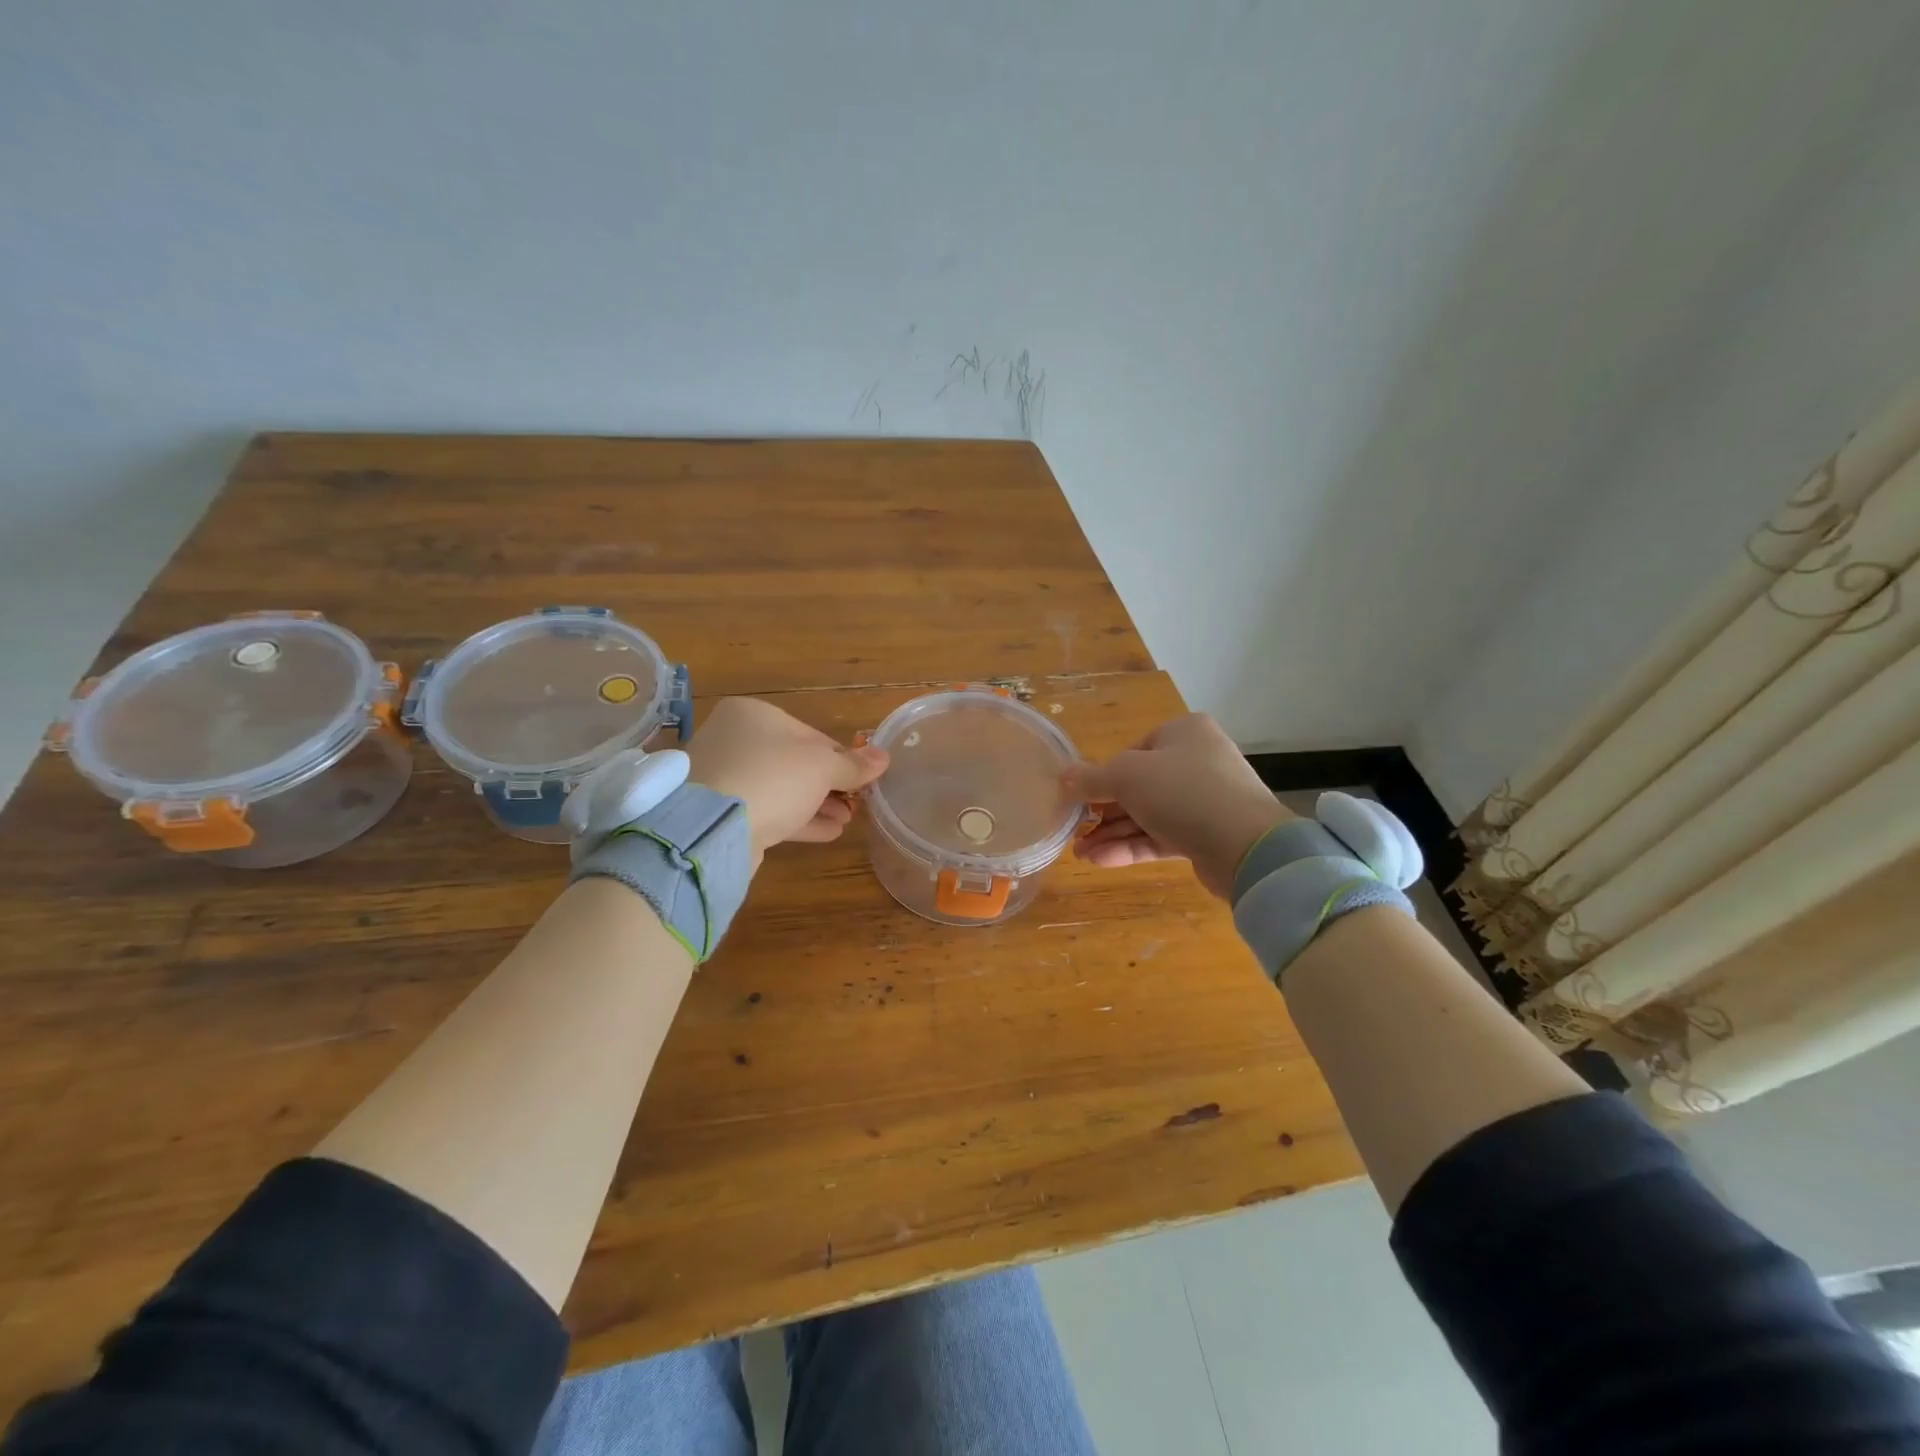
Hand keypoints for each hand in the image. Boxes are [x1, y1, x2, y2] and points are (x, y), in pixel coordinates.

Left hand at [686, 698, 889, 865]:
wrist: (712, 828)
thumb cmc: (773, 778)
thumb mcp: (822, 767)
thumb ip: (853, 764)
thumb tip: (883, 757)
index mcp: (754, 715)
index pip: (811, 734)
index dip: (842, 757)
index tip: (863, 778)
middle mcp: (734, 740)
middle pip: (795, 763)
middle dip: (830, 785)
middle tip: (857, 803)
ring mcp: (725, 778)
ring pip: (781, 789)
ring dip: (817, 804)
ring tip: (847, 819)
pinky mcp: (720, 813)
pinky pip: (767, 811)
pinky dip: (798, 820)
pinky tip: (829, 832)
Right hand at [1066, 713, 1291, 898]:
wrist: (1246, 846)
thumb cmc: (1182, 792)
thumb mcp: (1126, 776)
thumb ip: (1091, 778)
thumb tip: (1062, 776)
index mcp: (1184, 732)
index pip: (1134, 751)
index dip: (1104, 776)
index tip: (1080, 799)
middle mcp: (1197, 761)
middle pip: (1139, 785)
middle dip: (1103, 812)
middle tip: (1074, 831)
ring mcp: (1205, 801)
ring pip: (1148, 815)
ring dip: (1112, 833)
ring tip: (1079, 853)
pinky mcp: (1207, 835)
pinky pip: (1161, 837)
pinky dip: (1131, 847)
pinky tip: (1100, 861)